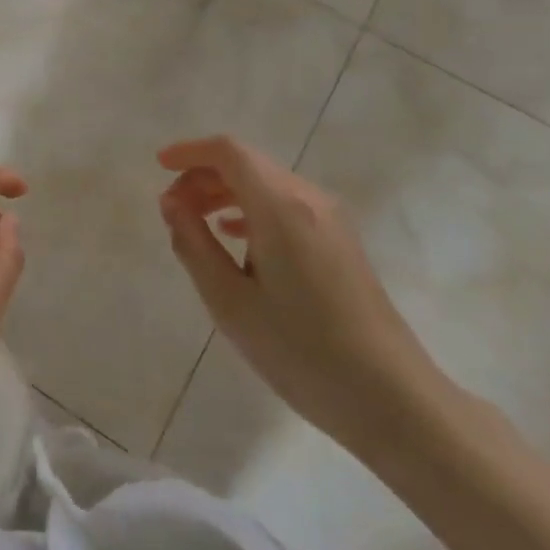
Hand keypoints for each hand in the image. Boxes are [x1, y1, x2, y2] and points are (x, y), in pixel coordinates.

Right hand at [157, 136, 449, 450]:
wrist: (391, 397)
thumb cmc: (301, 350)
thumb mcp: (230, 302)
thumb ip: (193, 244)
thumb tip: (171, 203)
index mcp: (281, 206)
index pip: (229, 152)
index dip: (190, 152)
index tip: (159, 166)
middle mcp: (309, 199)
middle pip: (247, 164)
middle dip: (203, 176)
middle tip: (172, 210)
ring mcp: (330, 219)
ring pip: (266, 183)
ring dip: (226, 193)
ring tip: (195, 224)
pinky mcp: (340, 240)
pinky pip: (286, 205)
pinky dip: (251, 209)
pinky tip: (235, 239)